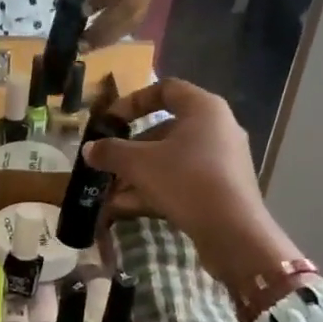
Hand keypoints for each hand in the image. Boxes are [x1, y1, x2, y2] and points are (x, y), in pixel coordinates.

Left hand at [61, 0, 156, 45]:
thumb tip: (63, 1)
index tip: (84, 10)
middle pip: (129, 8)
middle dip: (104, 29)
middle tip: (82, 44)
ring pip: (133, 20)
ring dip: (109, 36)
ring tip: (88, 47)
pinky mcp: (147, 1)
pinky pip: (133, 22)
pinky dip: (115, 33)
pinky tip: (98, 40)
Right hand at [84, 78, 305, 296]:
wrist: (234, 232)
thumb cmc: (186, 181)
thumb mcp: (139, 163)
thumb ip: (111, 152)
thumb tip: (89, 149)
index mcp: (203, 108)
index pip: (165, 89)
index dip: (133, 101)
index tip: (111, 121)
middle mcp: (217, 128)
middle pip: (165, 130)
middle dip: (130, 149)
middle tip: (107, 164)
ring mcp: (222, 160)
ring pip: (171, 159)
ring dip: (138, 174)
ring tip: (109, 192)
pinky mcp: (222, 189)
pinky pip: (182, 181)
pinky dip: (155, 189)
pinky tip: (126, 208)